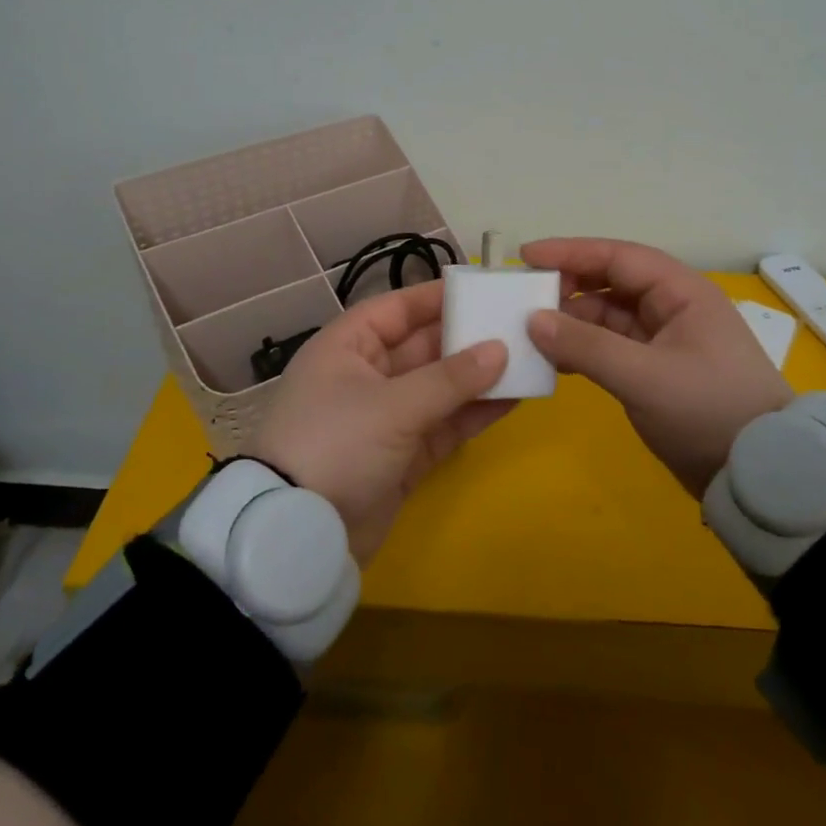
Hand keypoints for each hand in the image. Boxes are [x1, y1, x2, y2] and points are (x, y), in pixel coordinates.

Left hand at [252, 280, 512, 561]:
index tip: (483, 289)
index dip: (437, 297)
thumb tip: (500, 349)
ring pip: (439, 387)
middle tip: (518, 326)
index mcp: (348, 347)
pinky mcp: (402, 456)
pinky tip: (513, 400)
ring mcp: (385, 418)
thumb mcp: (393, 405)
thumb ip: (450, 378)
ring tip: (526, 361)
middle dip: (467, 338)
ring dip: (477, 377)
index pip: (397, 309)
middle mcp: (366, 375)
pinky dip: (473, 414)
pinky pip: (444, 425)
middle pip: (423, 346)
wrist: (299, 536)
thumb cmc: (336, 444)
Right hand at [522, 238, 792, 495]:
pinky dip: (583, 348)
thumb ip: (587, 346)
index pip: (618, 257)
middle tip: (523, 298)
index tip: (526, 257)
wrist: (760, 474)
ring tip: (530, 333)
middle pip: (611, 282)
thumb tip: (533, 320)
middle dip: (568, 286)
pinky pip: (611, 346)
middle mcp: (672, 307)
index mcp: (681, 292)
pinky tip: (554, 359)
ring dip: (572, 321)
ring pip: (608, 316)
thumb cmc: (709, 411)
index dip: (570, 252)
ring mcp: (664, 339)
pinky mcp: (656, 370)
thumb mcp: (645, 377)